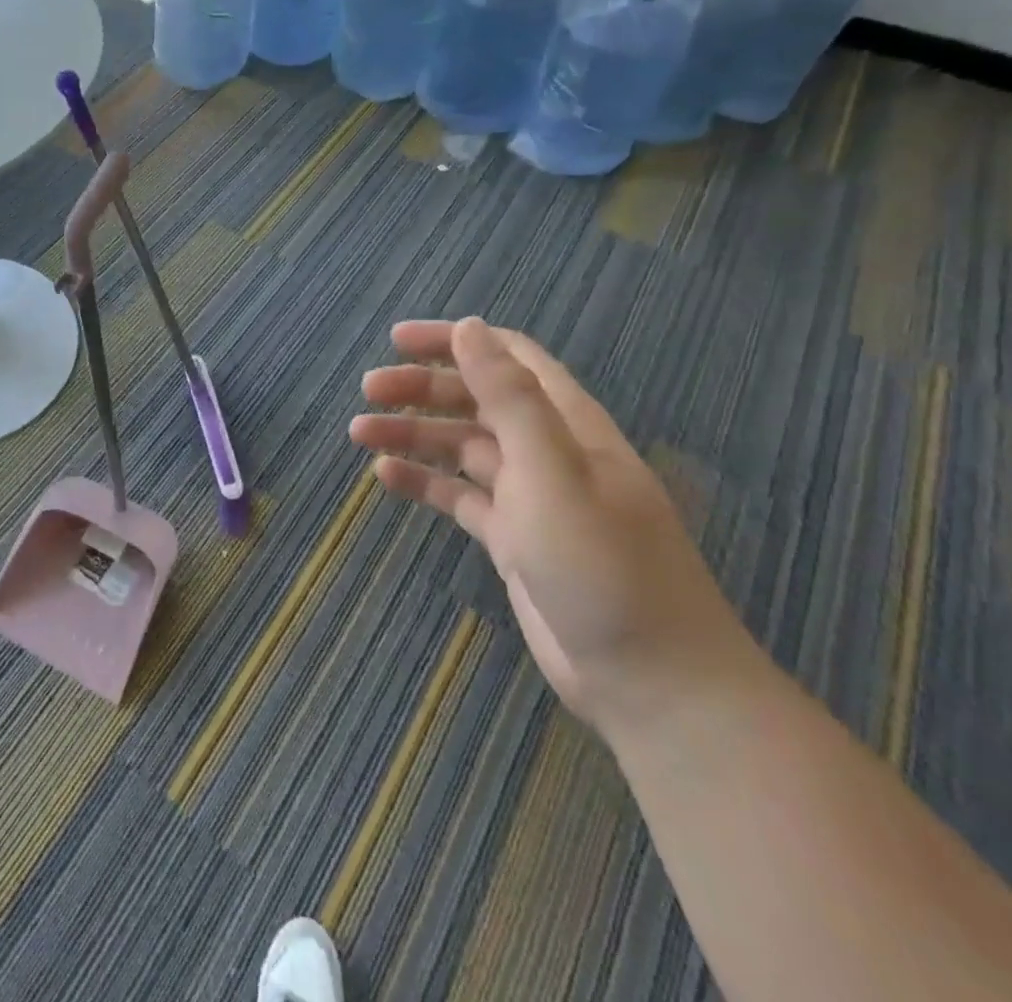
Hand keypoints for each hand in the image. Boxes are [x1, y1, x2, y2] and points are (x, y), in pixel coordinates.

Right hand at [350, 317, 754, 738]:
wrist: (651, 683)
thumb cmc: (603, 566)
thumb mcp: (552, 472)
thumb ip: (510, 398)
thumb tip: (471, 328)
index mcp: (567, 423)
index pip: (507, 357)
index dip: (454, 341)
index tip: (396, 341)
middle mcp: (547, 451)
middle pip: (476, 399)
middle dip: (421, 388)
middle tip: (368, 391)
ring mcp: (529, 496)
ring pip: (461, 447)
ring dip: (413, 433)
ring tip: (360, 433)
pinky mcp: (512, 538)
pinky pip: (458, 495)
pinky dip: (422, 481)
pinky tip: (385, 476)